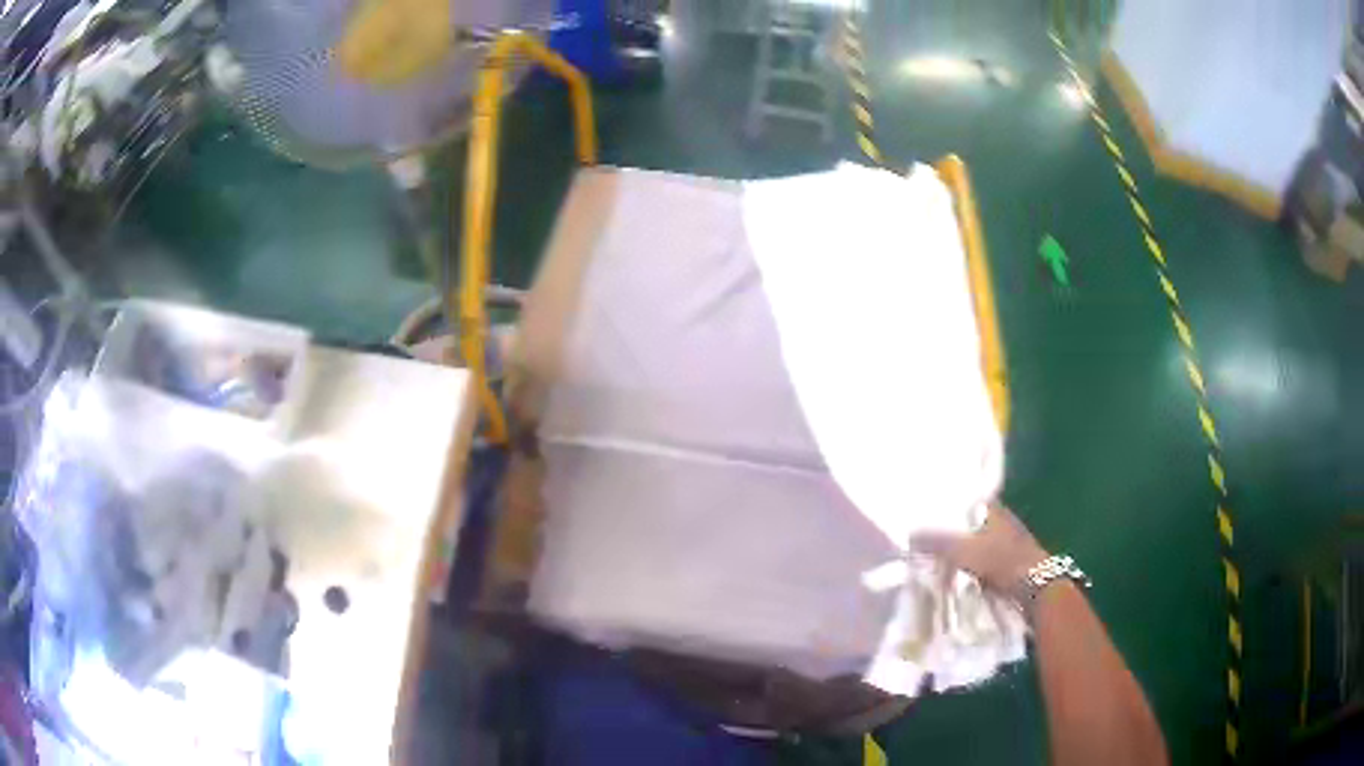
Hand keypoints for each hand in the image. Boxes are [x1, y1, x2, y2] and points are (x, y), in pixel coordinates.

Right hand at [910, 504, 1049, 593]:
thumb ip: (937, 542)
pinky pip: (984, 562)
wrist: (1036, 586)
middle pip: (972, 523)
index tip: (928, 514)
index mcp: (994, 509)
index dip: (949, 506)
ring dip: (963, 552)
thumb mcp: (964, 550)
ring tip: (937, 559)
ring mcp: (1008, 544)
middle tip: (926, 539)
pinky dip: (971, 567)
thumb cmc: (1001, 560)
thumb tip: (910, 533)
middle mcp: (1002, 522)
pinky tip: (958, 575)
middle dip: (953, 530)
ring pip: (978, 544)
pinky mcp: (1010, 565)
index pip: (968, 501)